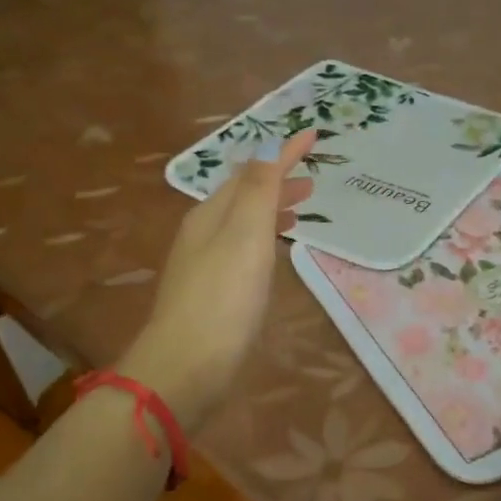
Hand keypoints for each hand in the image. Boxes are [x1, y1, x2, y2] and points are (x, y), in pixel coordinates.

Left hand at [117, 130, 318, 428]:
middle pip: (243, 197)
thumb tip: (268, 146)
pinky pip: (242, 252)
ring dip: (271, 212)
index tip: (313, 135)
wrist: (186, 366)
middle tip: (312, 183)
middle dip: (277, 183)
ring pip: (243, 225)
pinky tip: (272, 258)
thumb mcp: (245, 235)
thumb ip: (258, 190)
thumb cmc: (223, 298)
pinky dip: (263, 241)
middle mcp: (203, 234)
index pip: (251, 171)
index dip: (282, 153)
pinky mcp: (212, 295)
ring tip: (300, 214)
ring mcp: (204, 266)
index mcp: (211, 214)